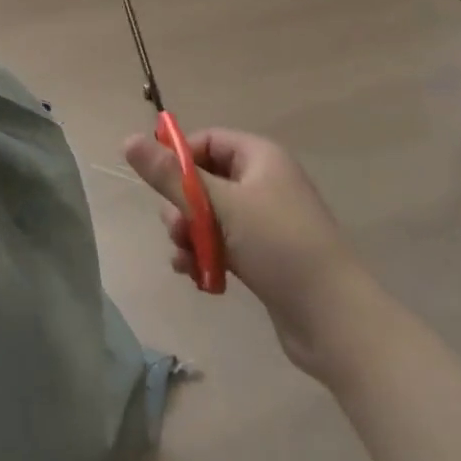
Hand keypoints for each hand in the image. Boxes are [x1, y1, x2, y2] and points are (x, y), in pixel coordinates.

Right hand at [122, 127, 368, 380]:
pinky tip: (195, 275)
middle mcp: (264, 181)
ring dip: (190, 234)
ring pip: (209, 215)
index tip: (158, 184)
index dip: (179, 159)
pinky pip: (222, 242)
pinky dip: (205, 254)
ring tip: (186, 259)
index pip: (206, 141)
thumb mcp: (218, 206)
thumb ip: (170, 176)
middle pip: (204, 180)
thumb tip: (126, 140)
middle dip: (182, 206)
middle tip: (176, 230)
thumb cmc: (278, 247)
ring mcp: (265, 220)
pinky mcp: (264, 254)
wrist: (334, 320)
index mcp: (260, 157)